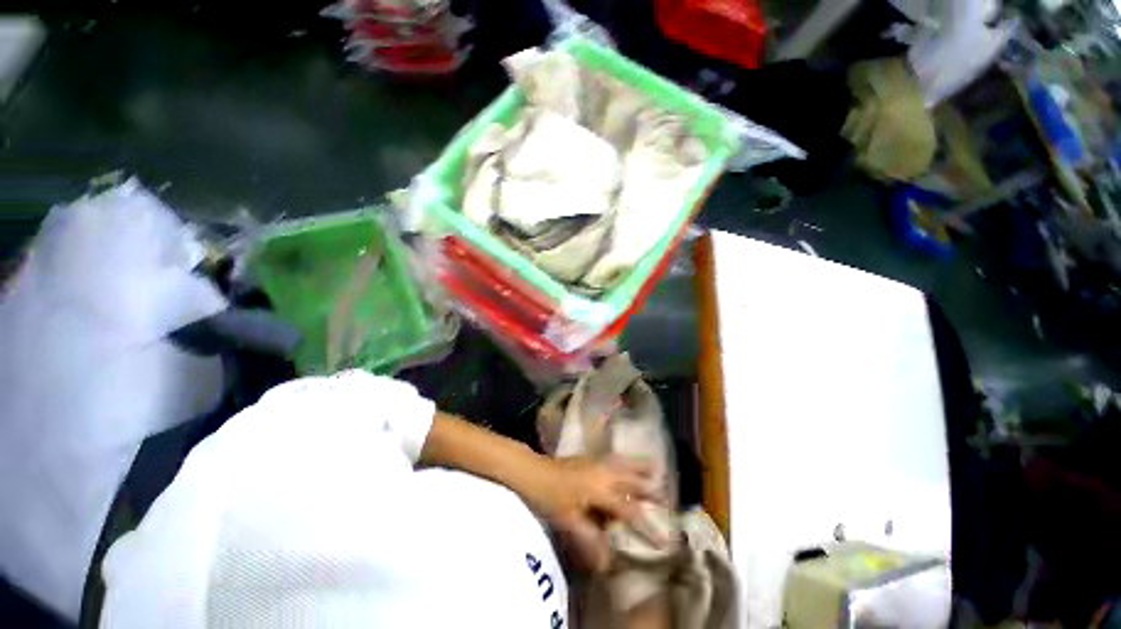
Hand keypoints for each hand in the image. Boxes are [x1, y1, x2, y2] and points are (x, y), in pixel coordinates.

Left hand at [518, 455, 662, 572]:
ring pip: (625, 463)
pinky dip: (625, 459)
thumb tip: (608, 560)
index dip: (647, 526)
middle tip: (665, 495)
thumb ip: (589, 538)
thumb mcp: (569, 521)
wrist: (535, 472)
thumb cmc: (550, 497)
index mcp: (601, 490)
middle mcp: (604, 473)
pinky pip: (614, 457)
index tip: (663, 538)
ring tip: (655, 467)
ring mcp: (597, 462)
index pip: (629, 510)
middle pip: (632, 480)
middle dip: (649, 488)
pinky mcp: (590, 457)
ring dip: (640, 467)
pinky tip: (625, 461)